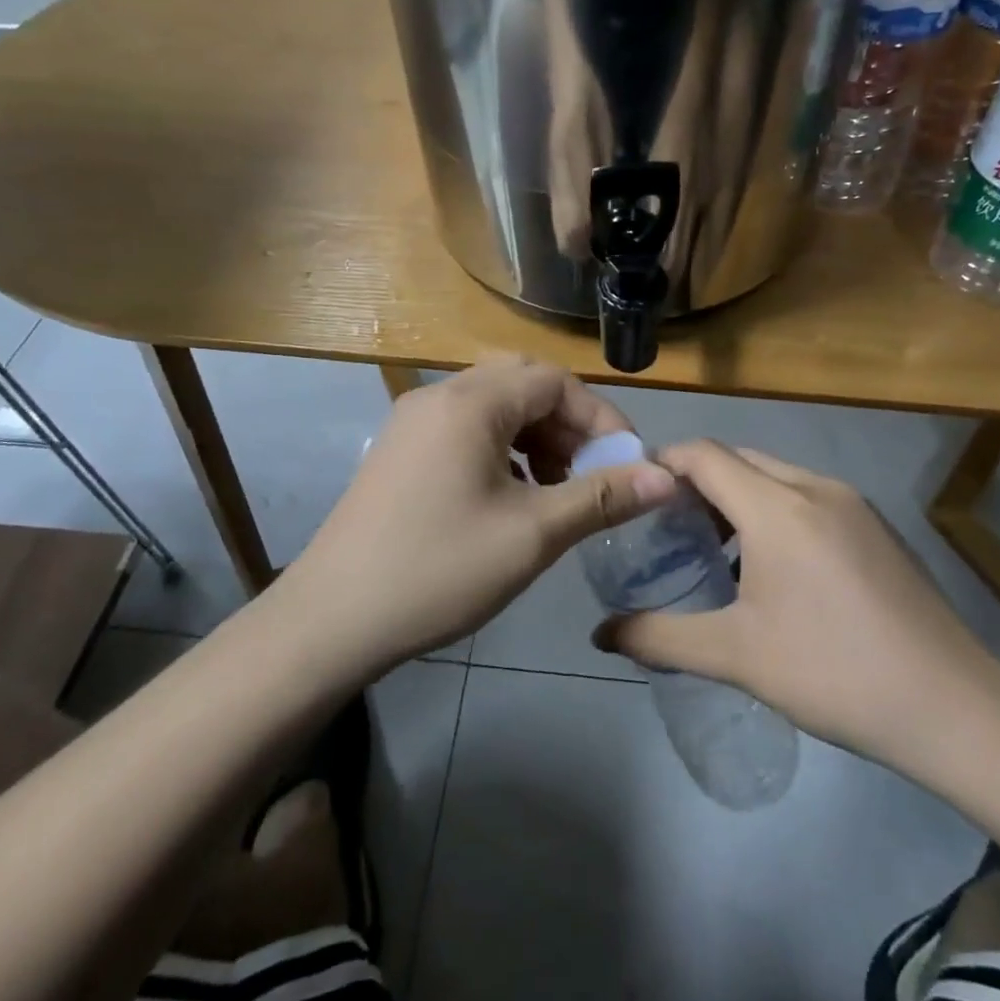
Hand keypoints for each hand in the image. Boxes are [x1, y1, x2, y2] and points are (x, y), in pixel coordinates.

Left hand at [282, 358, 675, 673]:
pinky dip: (502, 448)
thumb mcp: (532, 535)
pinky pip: (465, 428)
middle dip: (568, 424)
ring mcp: (412, 421)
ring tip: (556, 488)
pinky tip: (511, 495)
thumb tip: (667, 477)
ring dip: (536, 435)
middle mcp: (438, 396)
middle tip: (591, 472)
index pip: (555, 382)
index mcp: (470, 404)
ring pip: (493, 406)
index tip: (625, 465)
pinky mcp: (400, 450)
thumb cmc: (439, 570)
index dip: (600, 418)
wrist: (332, 619)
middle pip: (523, 384)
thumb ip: (602, 498)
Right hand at [593, 441, 999, 774]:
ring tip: (715, 550)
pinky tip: (773, 567)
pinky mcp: (876, 526)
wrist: (952, 707)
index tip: (635, 495)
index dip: (663, 463)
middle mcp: (815, 487)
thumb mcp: (734, 656)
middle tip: (668, 528)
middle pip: (739, 459)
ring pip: (776, 476)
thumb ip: (659, 638)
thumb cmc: (832, 672)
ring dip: (738, 498)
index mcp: (777, 506)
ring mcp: (853, 504)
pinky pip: (807, 496)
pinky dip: (774, 511)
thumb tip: (600, 635)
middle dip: (697, 483)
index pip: (703, 454)